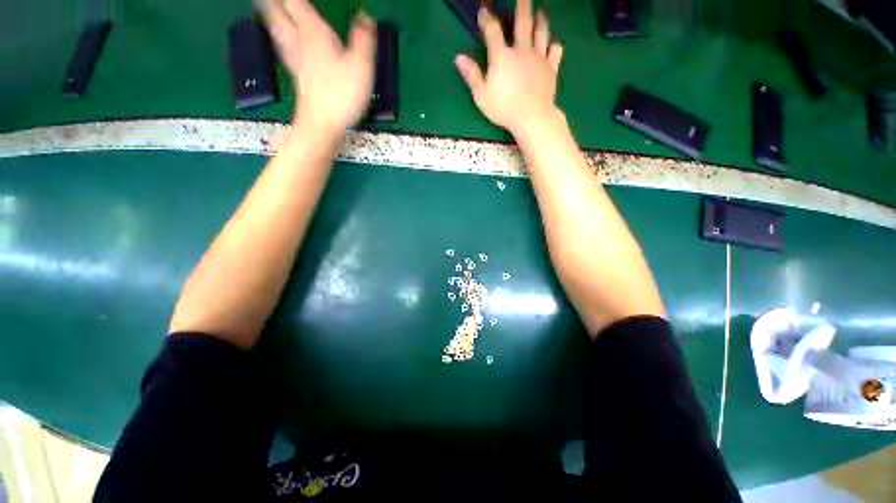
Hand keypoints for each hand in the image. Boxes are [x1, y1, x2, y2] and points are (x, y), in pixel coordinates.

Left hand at [261, 0, 375, 135]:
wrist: (322, 125)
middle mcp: (299, 41)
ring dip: (272, 14)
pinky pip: (283, 46)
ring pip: (276, 28)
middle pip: (278, 11)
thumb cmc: (341, 96)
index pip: (297, 2)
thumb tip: (365, 18)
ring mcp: (295, 59)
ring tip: (268, 6)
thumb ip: (363, 40)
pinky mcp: (296, 75)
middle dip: (273, 2)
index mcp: (314, 33)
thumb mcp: (361, 67)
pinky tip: (280, 37)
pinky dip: (279, 35)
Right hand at [454, 0, 563, 135]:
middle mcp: (522, 50)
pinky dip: (554, 47)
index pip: (492, 31)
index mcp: (502, 56)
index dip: (486, 19)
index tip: (483, 11)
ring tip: (540, 14)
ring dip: (540, 21)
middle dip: (522, 6)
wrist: (532, 117)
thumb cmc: (504, 108)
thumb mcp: (482, 96)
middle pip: (523, 22)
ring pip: (541, 33)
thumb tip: (459, 58)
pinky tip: (553, 46)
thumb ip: (472, 75)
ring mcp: (539, 58)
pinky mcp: (551, 69)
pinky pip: (555, 52)